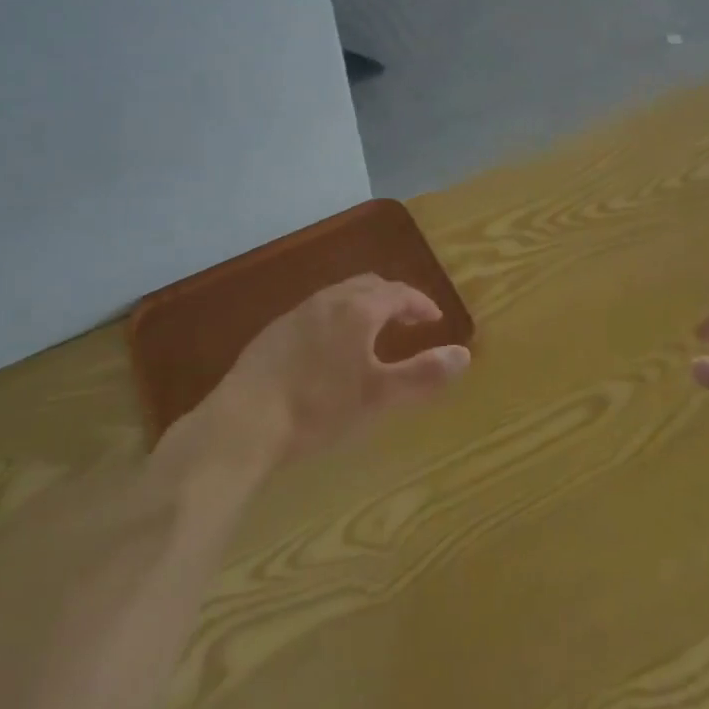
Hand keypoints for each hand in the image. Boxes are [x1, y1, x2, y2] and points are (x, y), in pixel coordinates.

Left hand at [199, 274, 470, 468]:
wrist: (244, 422)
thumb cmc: (319, 408)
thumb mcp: (379, 396)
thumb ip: (423, 374)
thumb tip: (464, 354)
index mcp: (357, 309)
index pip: (398, 292)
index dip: (420, 303)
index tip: (434, 319)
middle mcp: (327, 301)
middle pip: (368, 286)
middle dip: (392, 299)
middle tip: (407, 321)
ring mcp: (296, 314)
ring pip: (339, 297)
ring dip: (363, 307)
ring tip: (372, 334)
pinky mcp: (273, 333)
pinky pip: (316, 313)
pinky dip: (336, 320)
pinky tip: (329, 351)